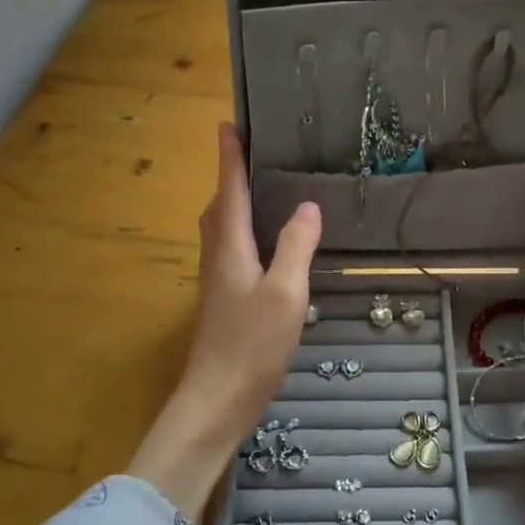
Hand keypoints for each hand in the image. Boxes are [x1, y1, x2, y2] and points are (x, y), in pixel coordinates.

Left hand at [127, 124, 320, 517]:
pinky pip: (230, 250)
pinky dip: (243, 232)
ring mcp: (217, 281)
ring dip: (235, 204)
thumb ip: (296, 247)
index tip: (227, 125)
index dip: (229, 158)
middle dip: (231, 177)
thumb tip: (307, 206)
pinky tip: (264, 244)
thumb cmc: (251, 344)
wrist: (216, 400)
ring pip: (222, 230)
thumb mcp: (285, 293)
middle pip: (220, 207)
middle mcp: (217, 258)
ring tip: (260, 191)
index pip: (230, 190)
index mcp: (230, 247)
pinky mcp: (223, 301)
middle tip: (251, 155)